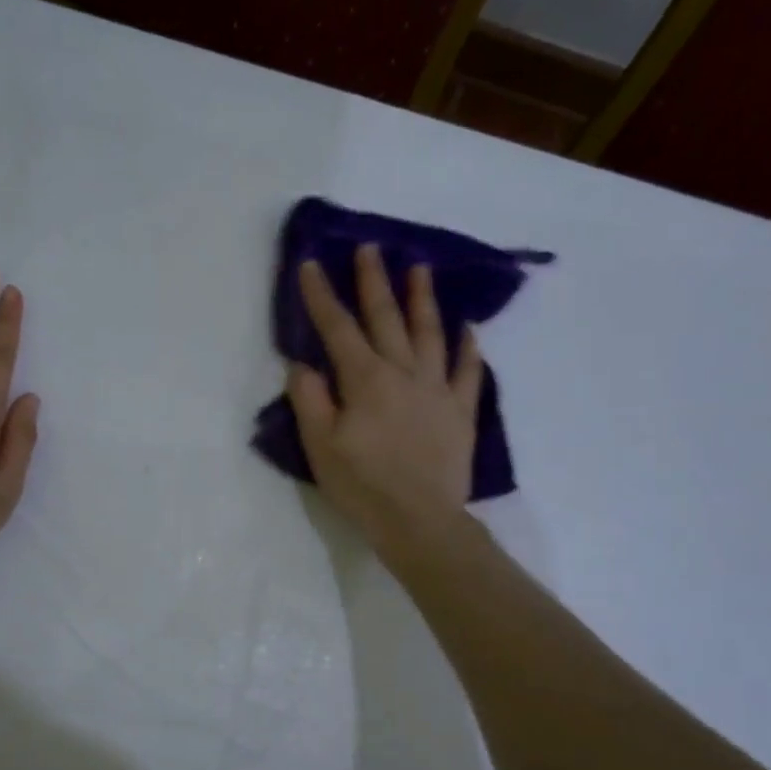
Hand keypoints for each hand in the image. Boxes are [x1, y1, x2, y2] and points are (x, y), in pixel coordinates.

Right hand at [286, 243, 480, 559]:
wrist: (420, 521)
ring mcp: (437, 390)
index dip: (322, 296)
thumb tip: (303, 365)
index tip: (311, 264)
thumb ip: (310, 400)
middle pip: (386, 319)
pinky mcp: (461, 412)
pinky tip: (468, 329)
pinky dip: (468, 348)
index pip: (337, 329)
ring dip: (423, 299)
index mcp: (364, 380)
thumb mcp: (320, 447)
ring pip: (430, 334)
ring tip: (420, 268)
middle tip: (370, 248)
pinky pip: (467, 371)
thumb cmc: (363, 486)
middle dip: (374, 282)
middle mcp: (403, 373)